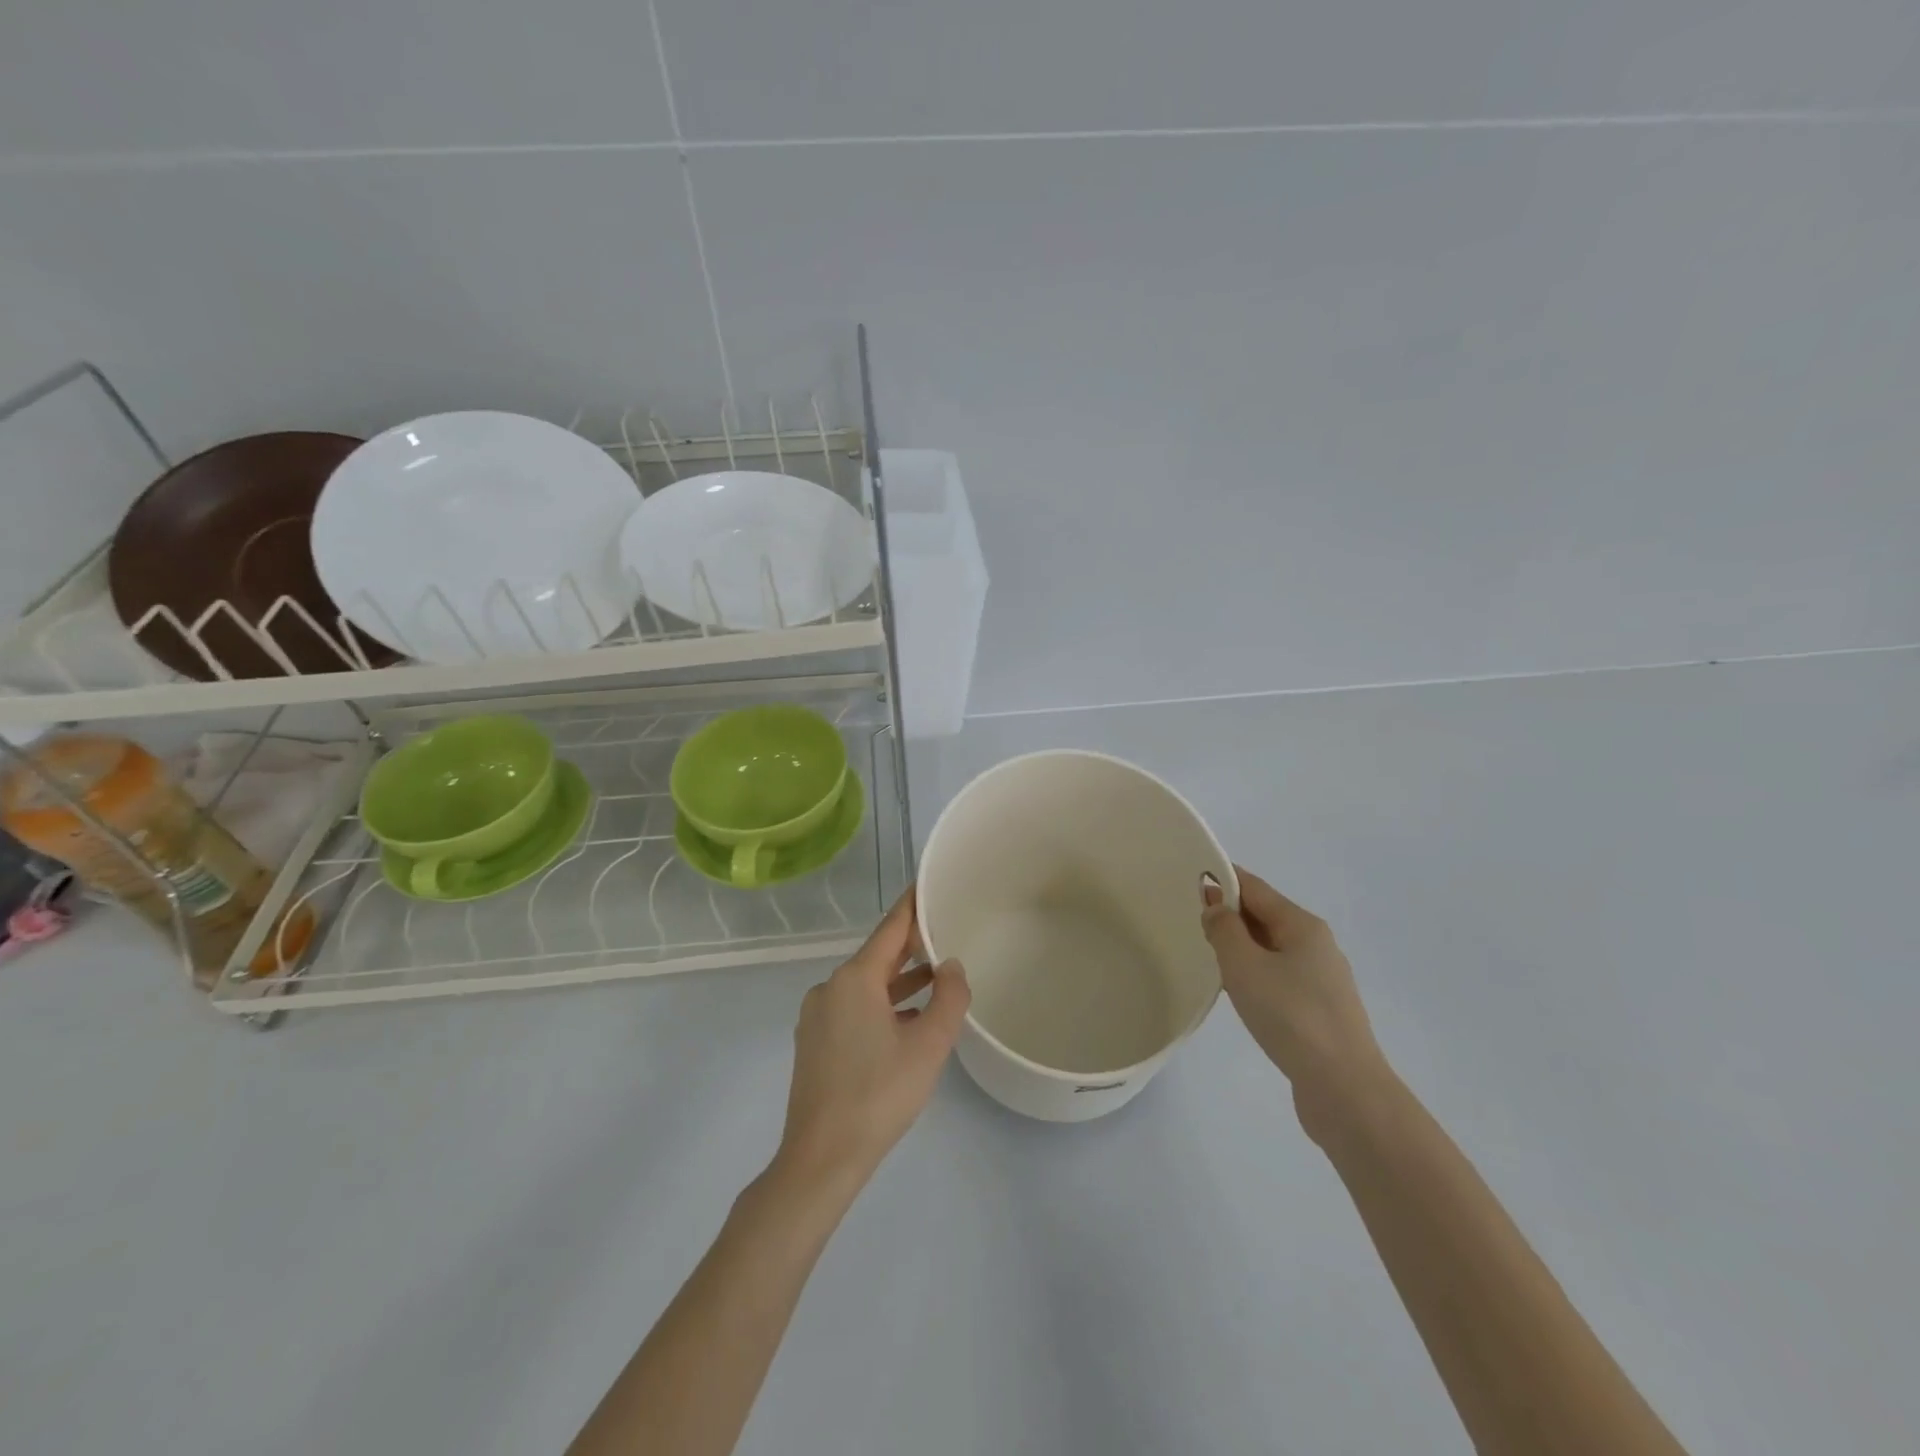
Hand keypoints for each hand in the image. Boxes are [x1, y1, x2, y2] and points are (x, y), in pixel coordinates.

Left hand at [776, 888, 969, 1190]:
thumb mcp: (928, 1046)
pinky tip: (908, 1020)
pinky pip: (854, 1008)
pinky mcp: (815, 1042)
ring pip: (867, 985)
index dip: (912, 904)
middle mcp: (831, 988)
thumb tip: (950, 966)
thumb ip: (948, 998)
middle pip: (878, 955)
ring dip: (900, 981)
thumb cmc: (879, 1095)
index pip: (890, 928)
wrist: (822, 1157)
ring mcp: (818, 1016)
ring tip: (936, 976)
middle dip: (911, 945)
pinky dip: (883, 1005)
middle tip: (944, 930)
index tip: (928, 882)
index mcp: (854, 979)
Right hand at [1202, 867, 1386, 1140]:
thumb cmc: (1290, 1016)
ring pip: (1271, 949)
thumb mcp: (1244, 965)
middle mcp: (1317, 945)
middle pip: (1265, 916)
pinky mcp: (1319, 1011)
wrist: (1344, 1088)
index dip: (1223, 880)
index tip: (1190, 878)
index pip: (1255, 888)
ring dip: (1241, 946)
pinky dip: (1254, 973)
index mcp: (1302, 925)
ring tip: (1208, 955)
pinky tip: (1238, 992)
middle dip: (1230, 913)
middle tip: (1191, 919)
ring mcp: (1322, 980)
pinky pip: (1279, 977)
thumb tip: (1215, 906)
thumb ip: (1224, 929)